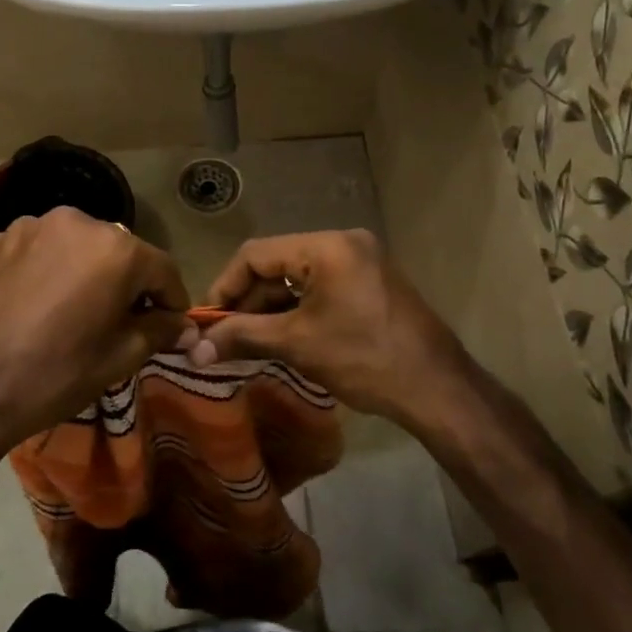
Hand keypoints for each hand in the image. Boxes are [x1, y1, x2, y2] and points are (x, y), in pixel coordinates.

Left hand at [0, 207, 189, 456]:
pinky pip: (34, 251)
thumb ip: (159, 330)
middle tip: (118, 322)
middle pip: (117, 251)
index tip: (169, 326)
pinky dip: (43, 271)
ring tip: (69, 312)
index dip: (171, 300)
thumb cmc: (54, 375)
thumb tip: (183, 325)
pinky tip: (32, 306)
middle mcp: (74, 221)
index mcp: (114, 247)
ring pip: (73, 247)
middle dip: (125, 283)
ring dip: (82, 272)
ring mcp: (27, 227)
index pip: (162, 269)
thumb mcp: (119, 358)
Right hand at [181, 230, 469, 431]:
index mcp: (327, 246)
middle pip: (277, 263)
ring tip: (248, 341)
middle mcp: (344, 242)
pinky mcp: (370, 282)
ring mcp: (361, 261)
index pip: (256, 254)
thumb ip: (242, 337)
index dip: (225, 287)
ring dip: (271, 307)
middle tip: (225, 337)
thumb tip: (194, 349)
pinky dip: (297, 309)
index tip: (208, 321)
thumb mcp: (296, 344)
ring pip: (298, 277)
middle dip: (248, 300)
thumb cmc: (363, 358)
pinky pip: (320, 286)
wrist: (437, 388)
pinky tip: (281, 337)